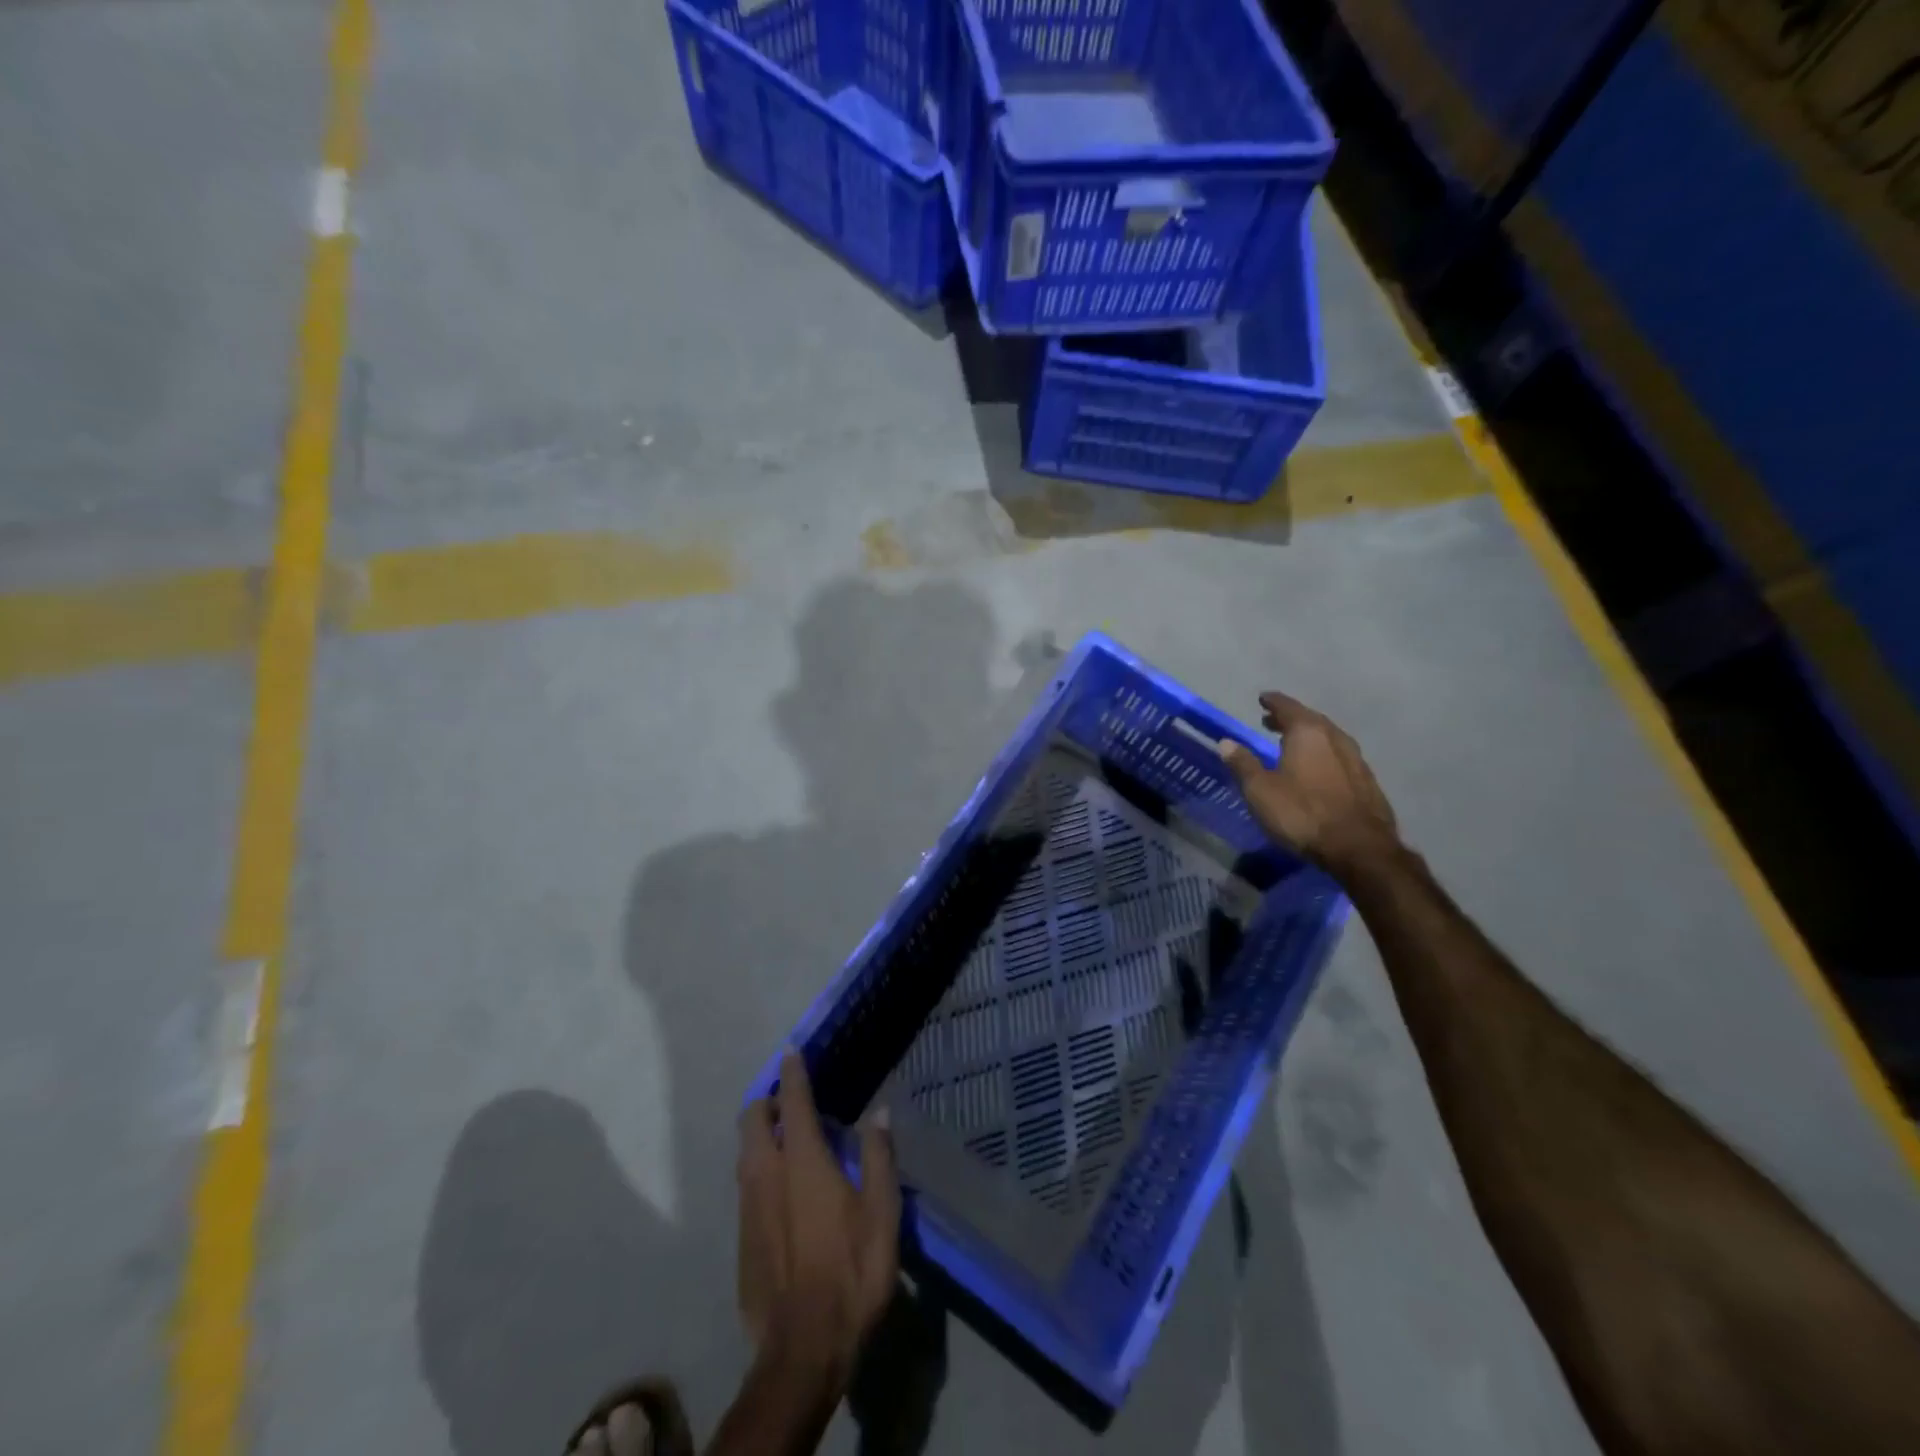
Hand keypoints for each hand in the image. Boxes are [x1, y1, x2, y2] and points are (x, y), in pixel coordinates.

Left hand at [737, 1051, 899, 1392]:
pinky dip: (759, 1170)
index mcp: (802, 1161)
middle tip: (794, 1104)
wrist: (802, 1349)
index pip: (793, 1101)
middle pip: (753, 1119)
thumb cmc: (851, 1272)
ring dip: (761, 1135)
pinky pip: (746, 1186)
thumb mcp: (882, 1214)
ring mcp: (747, 1207)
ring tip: (789, 1142)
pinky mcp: (740, 1238)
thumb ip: (879, 1157)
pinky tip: (783, 1192)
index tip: (791, 1051)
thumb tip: (880, 1112)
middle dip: (768, 1102)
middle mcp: (766, 1173)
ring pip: (744, 1152)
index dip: (793, 1073)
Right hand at [1220, 691, 1399, 877]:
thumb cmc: (1302, 813)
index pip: (1287, 707)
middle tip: (1272, 722)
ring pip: (1328, 738)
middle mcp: (1335, 738)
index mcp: (1308, 733)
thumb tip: (1226, 742)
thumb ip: (1243, 764)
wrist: (1359, 848)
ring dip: (1309, 738)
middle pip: (1310, 720)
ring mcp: (1356, 759)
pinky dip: (1324, 756)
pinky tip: (1317, 770)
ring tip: (1292, 745)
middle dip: (1290, 719)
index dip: (1273, 702)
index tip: (1263, 698)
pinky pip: (1339, 757)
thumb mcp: (1260, 790)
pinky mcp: (1367, 781)